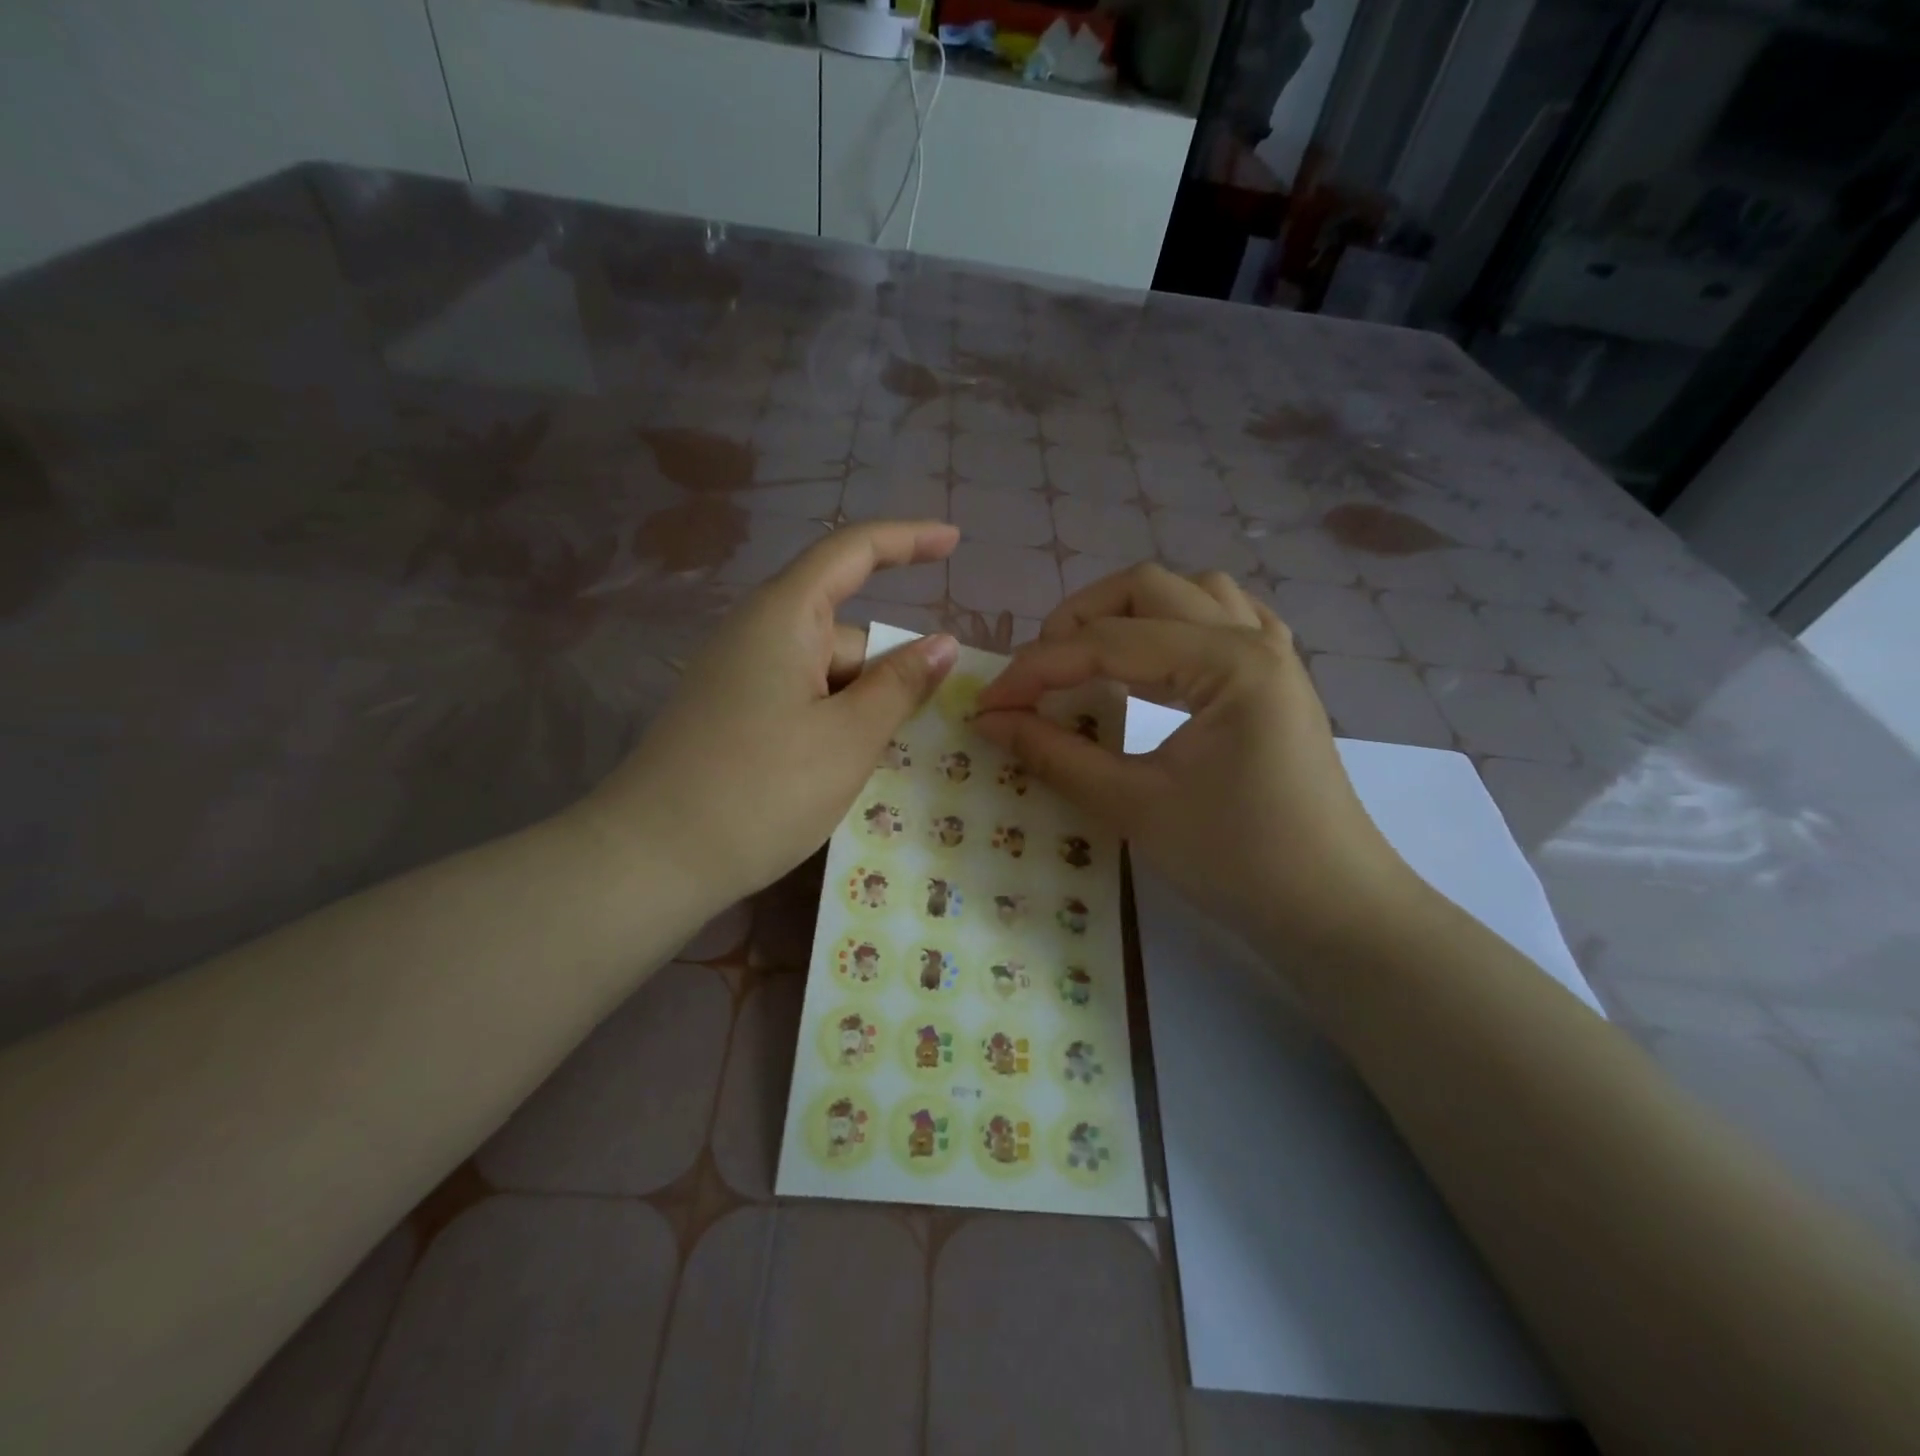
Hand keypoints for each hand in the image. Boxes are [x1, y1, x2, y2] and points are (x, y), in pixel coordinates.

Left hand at [576, 520, 959, 912]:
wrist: (650, 860)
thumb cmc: (761, 790)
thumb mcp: (849, 738)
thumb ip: (901, 685)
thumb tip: (943, 644)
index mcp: (785, 616)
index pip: (853, 552)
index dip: (908, 540)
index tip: (954, 541)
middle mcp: (758, 633)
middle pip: (846, 632)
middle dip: (889, 672)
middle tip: (919, 732)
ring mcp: (740, 675)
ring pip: (827, 675)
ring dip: (862, 709)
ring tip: (874, 767)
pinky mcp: (732, 713)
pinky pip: (802, 700)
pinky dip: (833, 724)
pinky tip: (839, 771)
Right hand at [972, 563, 1420, 957]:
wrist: (1332, 910)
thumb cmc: (1237, 861)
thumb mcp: (1134, 806)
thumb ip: (1055, 754)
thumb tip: (989, 721)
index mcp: (1228, 662)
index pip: (1108, 643)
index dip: (1037, 669)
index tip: (987, 704)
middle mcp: (1253, 639)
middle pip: (1146, 589)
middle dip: (1078, 622)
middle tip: (1037, 676)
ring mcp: (1273, 654)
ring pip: (1188, 594)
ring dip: (1128, 614)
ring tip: (1088, 660)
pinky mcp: (1276, 680)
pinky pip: (1223, 620)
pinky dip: (1175, 626)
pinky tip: (1156, 660)